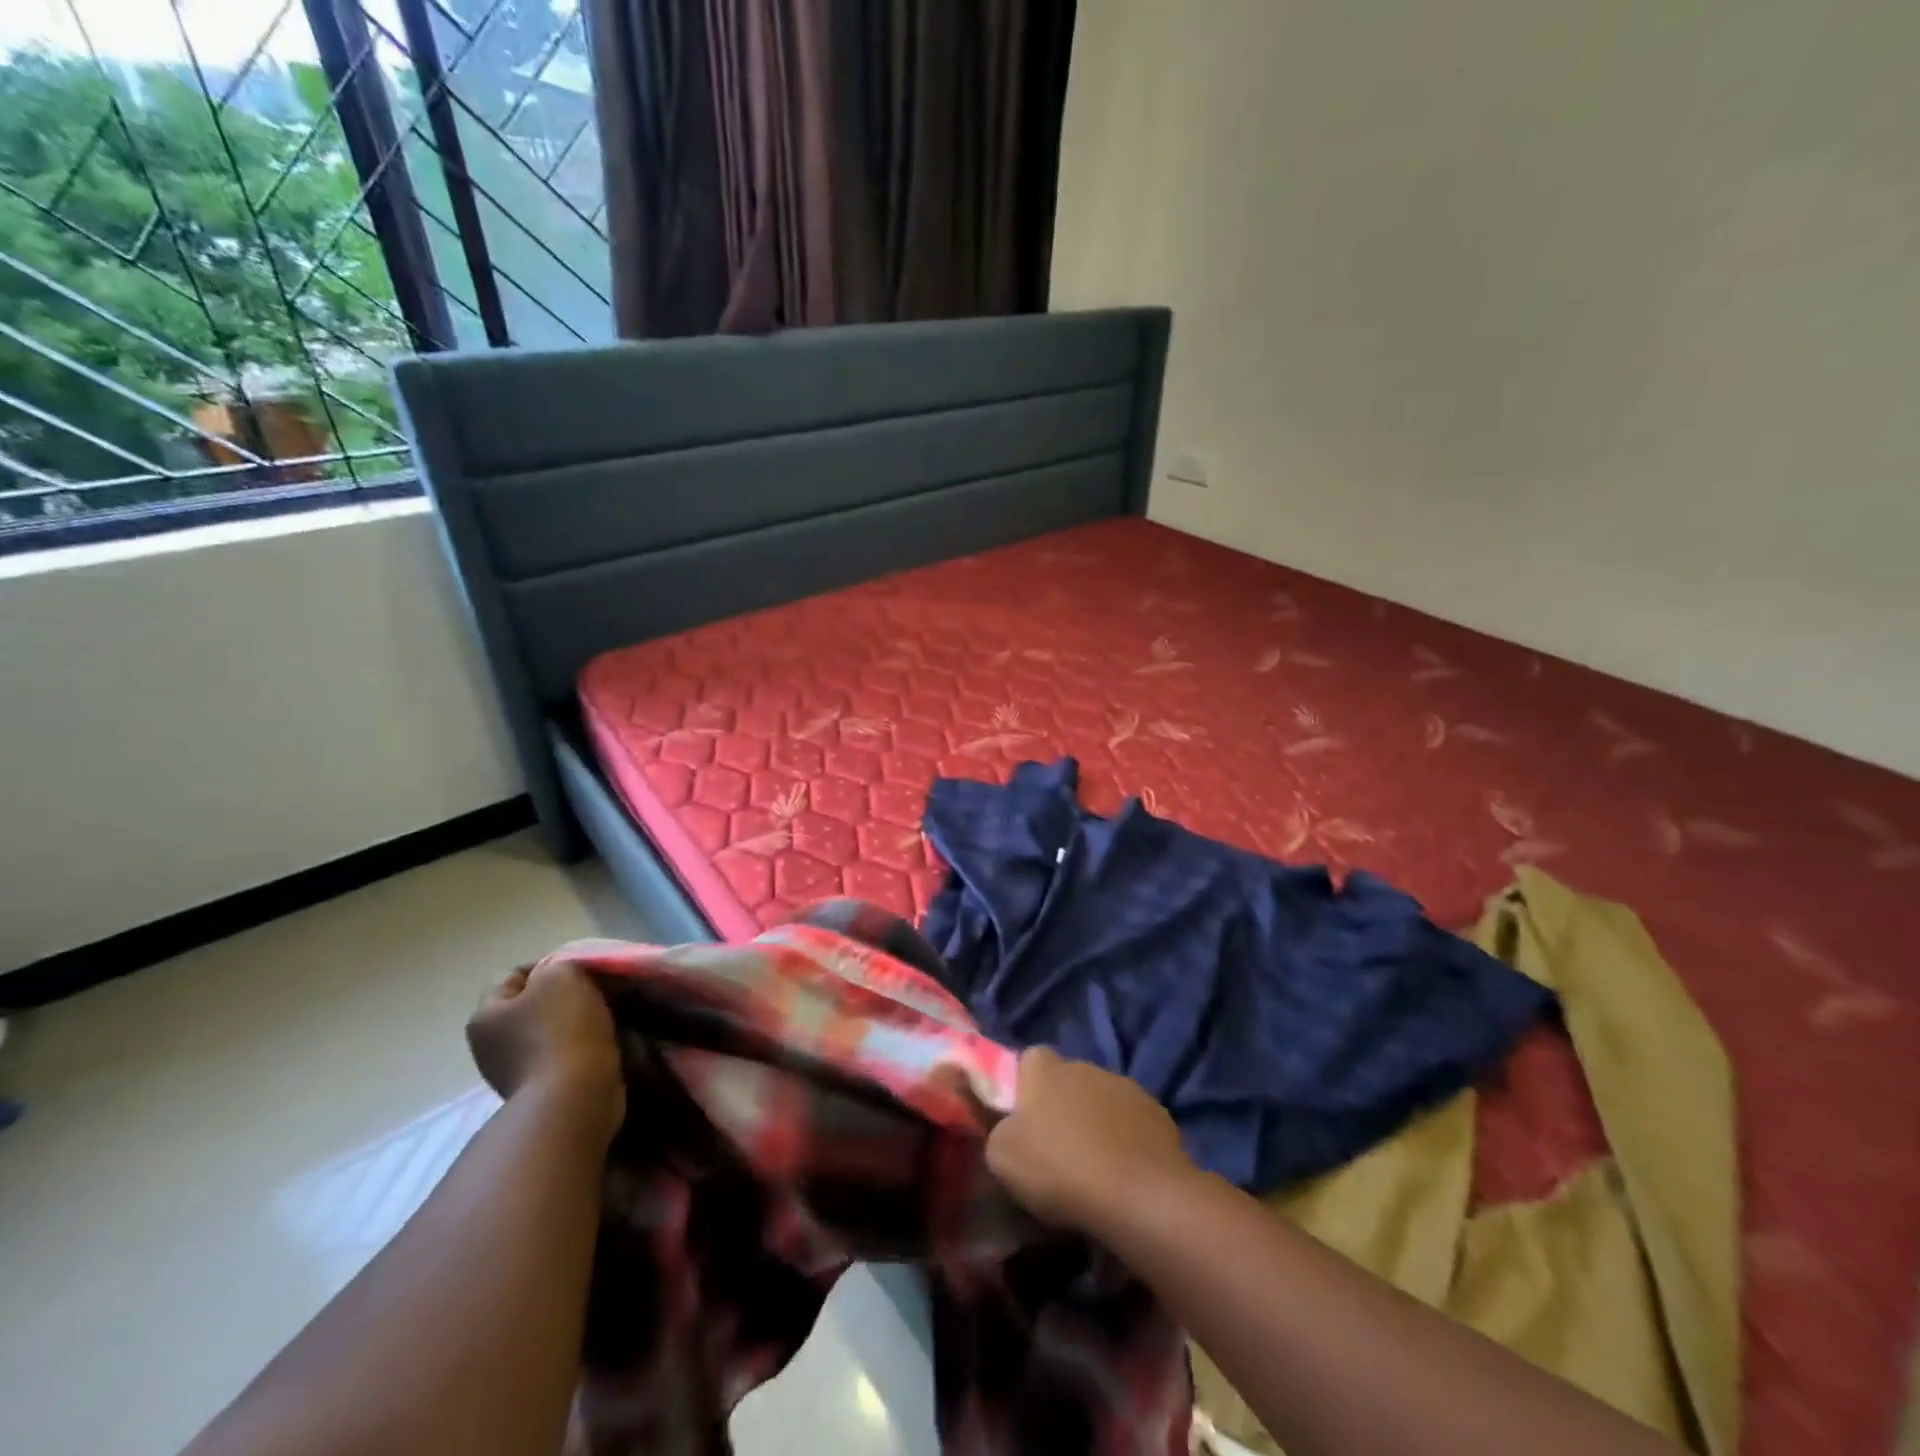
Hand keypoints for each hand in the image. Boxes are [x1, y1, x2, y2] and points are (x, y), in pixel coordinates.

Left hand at [468, 959, 624, 1139]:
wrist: (576, 1097)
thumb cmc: (563, 1029)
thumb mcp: (562, 975)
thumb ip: (560, 963)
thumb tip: (565, 974)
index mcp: (485, 1016)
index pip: (515, 974)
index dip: (550, 963)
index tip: (584, 967)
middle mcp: (491, 1045)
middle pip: (534, 1003)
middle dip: (567, 993)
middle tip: (600, 988)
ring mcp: (516, 1071)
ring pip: (553, 1028)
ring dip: (579, 1020)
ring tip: (610, 1013)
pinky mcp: (543, 1090)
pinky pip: (566, 1053)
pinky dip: (585, 1045)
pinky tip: (607, 1039)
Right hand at [985, 1046, 1194, 1233]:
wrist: (1139, 1195)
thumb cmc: (1060, 1169)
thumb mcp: (1002, 1157)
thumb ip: (995, 1130)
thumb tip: (1004, 1126)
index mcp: (1043, 1067)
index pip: (1026, 1062)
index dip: (1022, 1089)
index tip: (1020, 1123)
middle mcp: (1083, 1064)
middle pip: (1065, 1080)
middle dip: (1060, 1106)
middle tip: (1054, 1149)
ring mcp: (1123, 1085)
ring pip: (1100, 1100)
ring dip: (1094, 1122)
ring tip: (1092, 1165)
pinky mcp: (1156, 1112)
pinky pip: (1130, 1122)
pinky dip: (1124, 1140)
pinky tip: (1122, 1173)